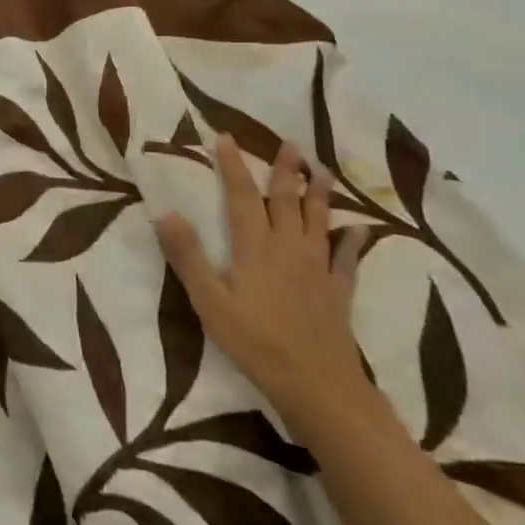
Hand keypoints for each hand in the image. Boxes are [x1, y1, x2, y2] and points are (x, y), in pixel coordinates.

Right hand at [156, 136, 371, 432]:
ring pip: (319, 222)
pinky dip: (352, 242)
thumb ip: (188, 257)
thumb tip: (164, 212)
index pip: (242, 196)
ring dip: (320, 194)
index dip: (233, 166)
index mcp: (255, 248)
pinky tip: (360, 229)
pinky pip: (346, 260)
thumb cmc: (255, 343)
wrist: (317, 386)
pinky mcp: (338, 292)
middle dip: (286, 171)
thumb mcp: (209, 302)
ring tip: (323, 171)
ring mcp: (317, 270)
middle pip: (287, 201)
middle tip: (291, 144)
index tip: (226, 137)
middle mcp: (289, 249)